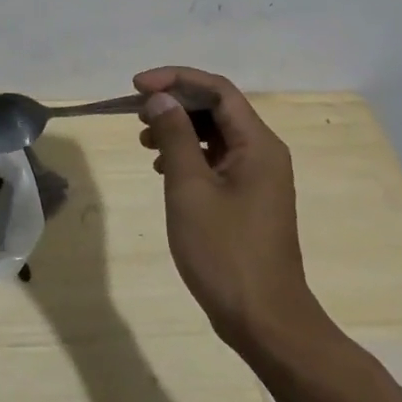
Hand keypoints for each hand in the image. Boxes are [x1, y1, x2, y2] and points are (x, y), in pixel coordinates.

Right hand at [135, 66, 320, 357]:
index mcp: (257, 144)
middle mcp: (263, 153)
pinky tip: (162, 168)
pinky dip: (188, 153)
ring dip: (178, 128)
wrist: (265, 321)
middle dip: (174, 102)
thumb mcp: (190, 188)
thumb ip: (175, 136)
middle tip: (136, 113)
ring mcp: (257, 177)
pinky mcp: (247, 198)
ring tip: (144, 141)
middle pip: (217, 107)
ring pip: (215, 133)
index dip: (175, 79)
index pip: (217, 89)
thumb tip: (161, 99)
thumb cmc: (225, 252)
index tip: (136, 86)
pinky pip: (216, 158)